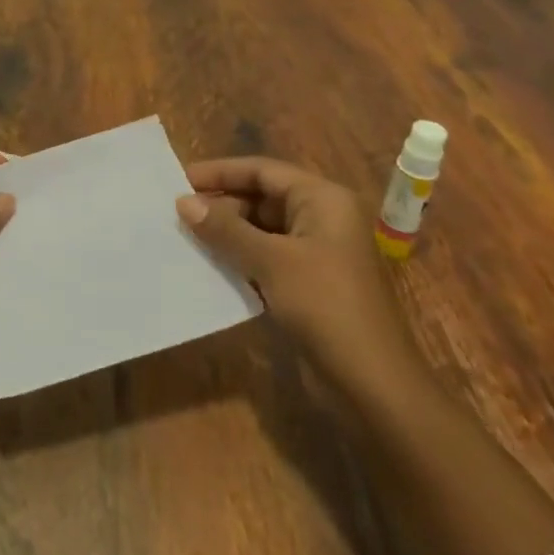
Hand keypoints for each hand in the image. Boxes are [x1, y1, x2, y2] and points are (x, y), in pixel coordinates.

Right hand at [178, 158, 420, 393]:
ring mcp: (319, 250)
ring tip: (188, 236)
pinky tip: (212, 264)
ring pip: (263, 228)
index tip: (180, 180)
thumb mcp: (270, 262)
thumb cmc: (326, 306)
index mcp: (323, 199)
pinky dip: (242, 256)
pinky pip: (269, 255)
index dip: (220, 172)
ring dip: (228, 231)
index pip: (263, 170)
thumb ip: (225, 229)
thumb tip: (183, 202)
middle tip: (179, 214)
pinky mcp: (312, 280)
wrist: (374, 383)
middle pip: (263, 196)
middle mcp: (323, 216)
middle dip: (222, 204)